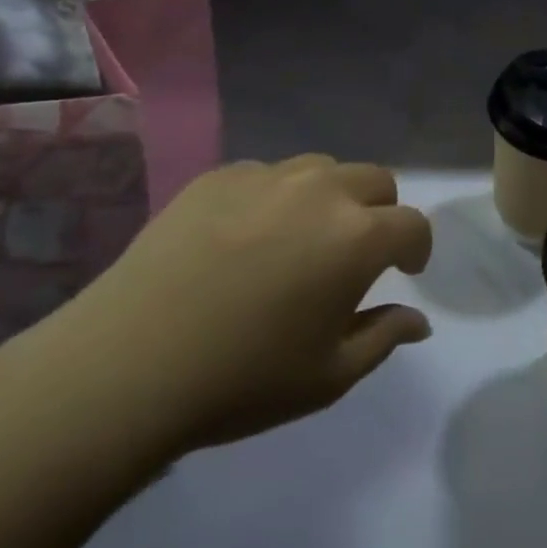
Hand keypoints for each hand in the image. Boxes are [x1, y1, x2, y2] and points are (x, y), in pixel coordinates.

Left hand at [35, 156, 433, 459]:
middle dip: (379, 212)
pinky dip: (274, 199)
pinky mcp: (220, 175)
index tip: (405, 271)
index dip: (417, 247)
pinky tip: (242, 240)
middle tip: (354, 254)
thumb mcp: (327, 377)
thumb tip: (418, 319)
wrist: (128, 363)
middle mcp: (322, 191)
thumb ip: (383, 337)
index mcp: (357, 237)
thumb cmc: (241, 379)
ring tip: (298, 240)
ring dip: (329, 198)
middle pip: (376, 180)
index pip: (413, 224)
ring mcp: (268, 175)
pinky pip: (267, 175)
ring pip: (322, 168)